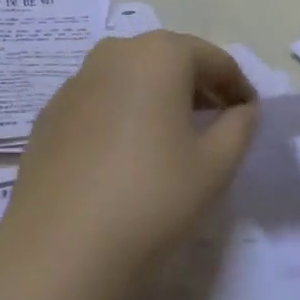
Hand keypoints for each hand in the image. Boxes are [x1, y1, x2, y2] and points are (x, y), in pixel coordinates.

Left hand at [0, 31, 259, 284]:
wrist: (61, 246)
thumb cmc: (151, 198)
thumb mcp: (215, 166)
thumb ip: (239, 127)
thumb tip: (243, 109)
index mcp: (157, 55)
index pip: (212, 59)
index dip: (238, 86)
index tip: (250, 116)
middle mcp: (112, 53)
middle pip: (168, 59)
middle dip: (197, 86)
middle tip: (217, 123)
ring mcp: (75, 81)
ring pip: (131, 78)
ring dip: (158, 98)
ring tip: (174, 139)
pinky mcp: (50, 113)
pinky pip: (100, 100)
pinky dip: (123, 114)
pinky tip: (127, 155)